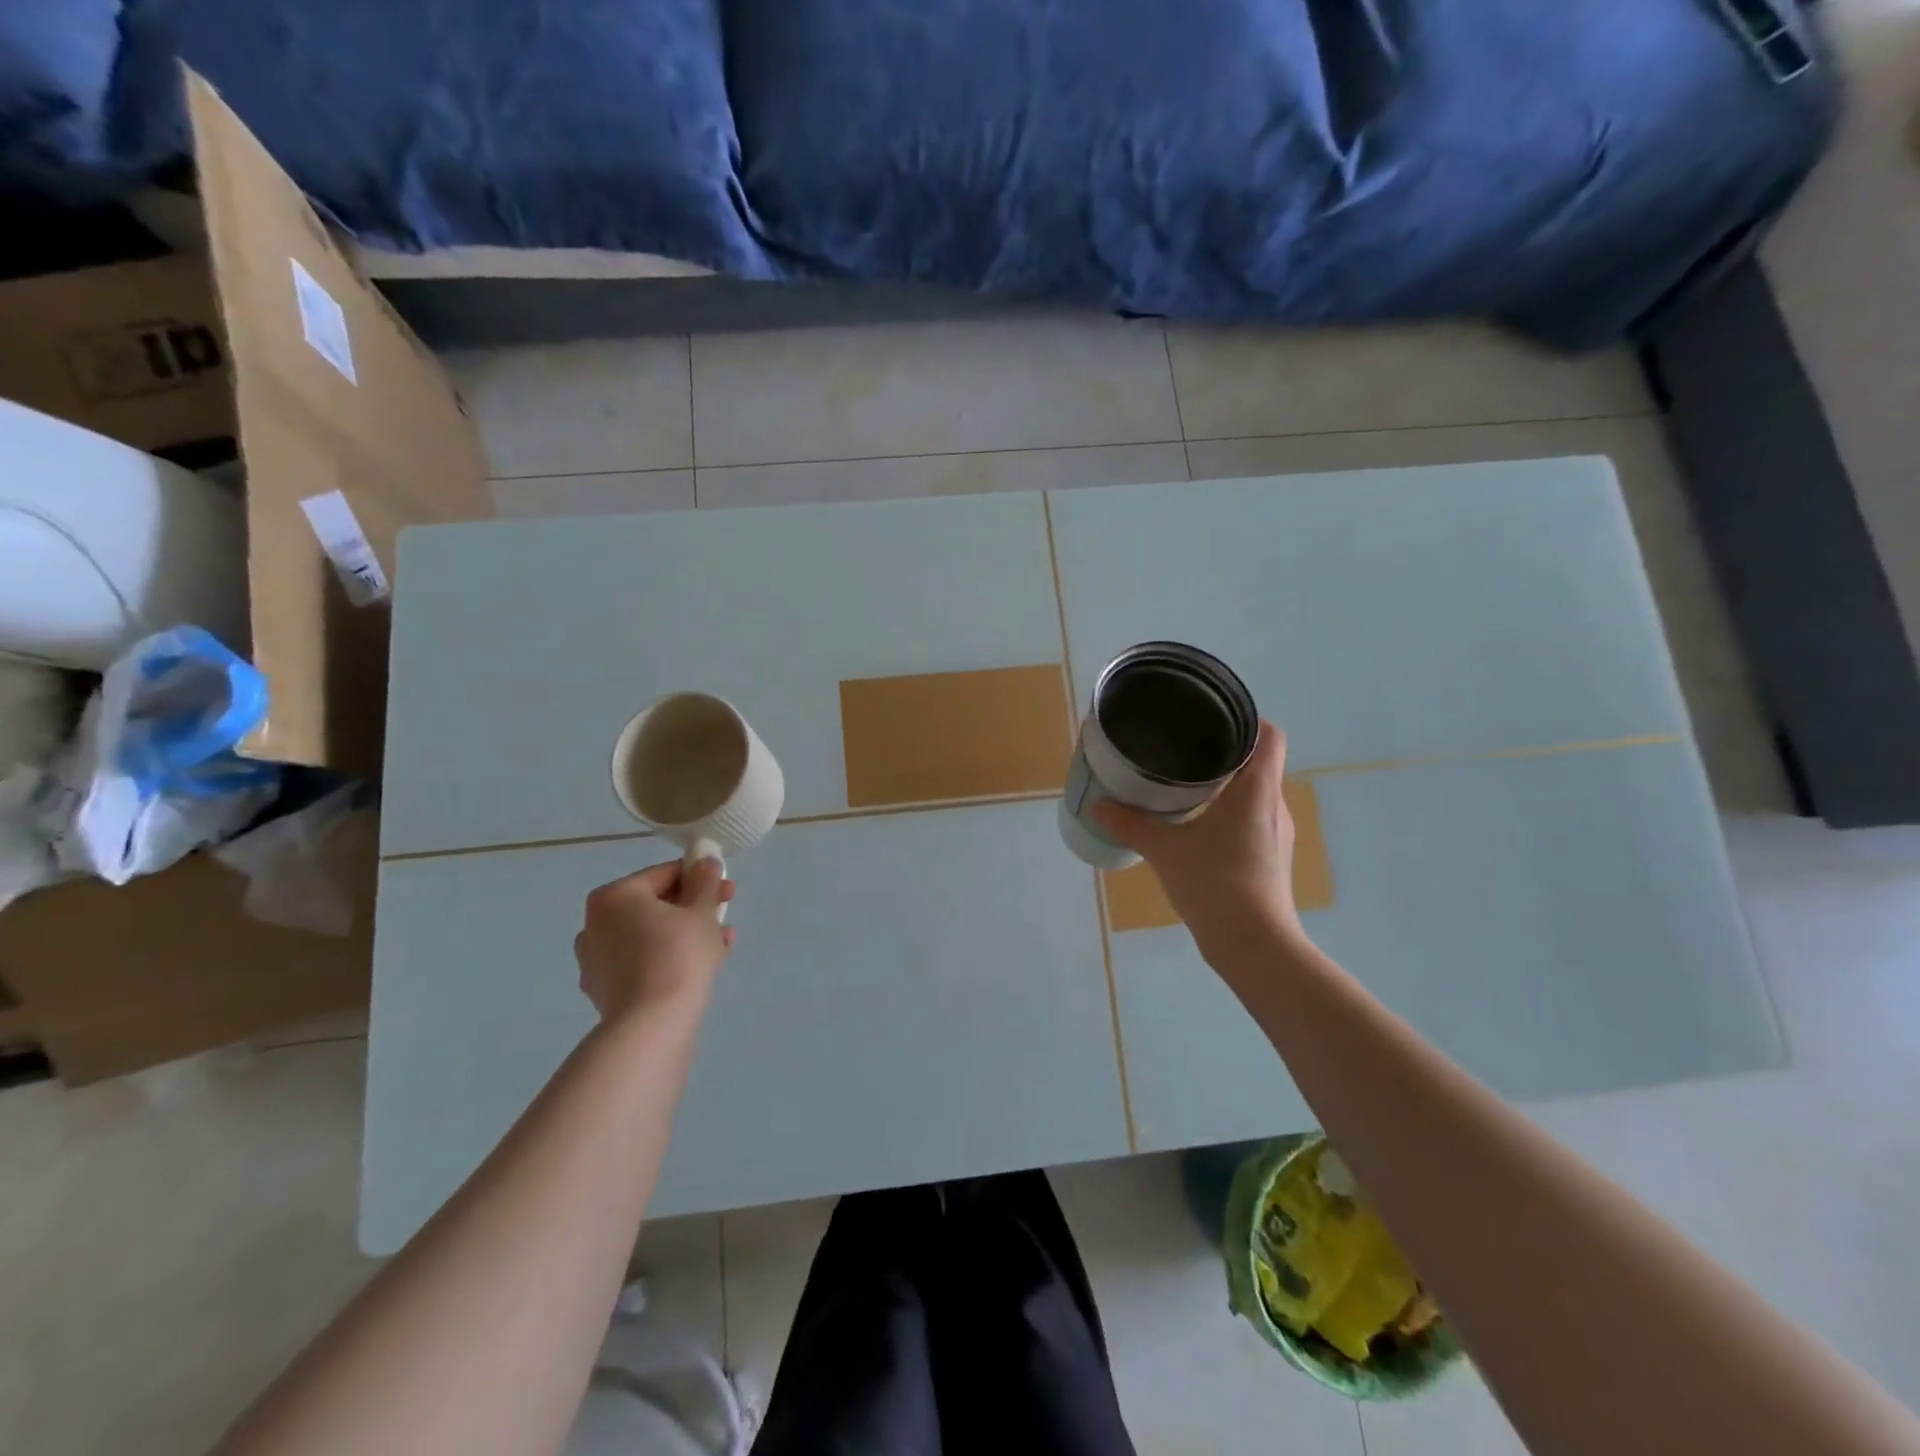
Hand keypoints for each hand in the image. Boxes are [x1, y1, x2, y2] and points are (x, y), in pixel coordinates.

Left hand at [574, 858, 735, 1023]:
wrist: (652, 1025)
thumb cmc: (678, 954)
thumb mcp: (702, 912)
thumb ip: (705, 882)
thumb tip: (705, 862)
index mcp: (614, 896)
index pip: (664, 875)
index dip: (700, 878)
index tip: (727, 889)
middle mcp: (595, 924)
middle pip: (655, 906)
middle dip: (694, 909)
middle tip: (724, 916)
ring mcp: (595, 960)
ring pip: (649, 936)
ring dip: (685, 934)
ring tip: (721, 944)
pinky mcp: (604, 990)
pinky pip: (642, 962)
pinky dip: (668, 958)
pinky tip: (700, 967)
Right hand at [1092, 721, 1303, 963]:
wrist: (1253, 944)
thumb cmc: (1215, 883)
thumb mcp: (1164, 850)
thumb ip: (1130, 824)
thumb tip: (1096, 805)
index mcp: (1257, 790)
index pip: (1269, 736)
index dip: (1247, 718)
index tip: (1213, 717)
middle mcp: (1274, 805)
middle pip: (1259, 762)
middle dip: (1225, 751)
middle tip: (1184, 746)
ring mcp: (1276, 833)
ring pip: (1254, 792)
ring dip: (1226, 784)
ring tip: (1185, 782)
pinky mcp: (1270, 857)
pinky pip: (1251, 818)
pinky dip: (1228, 811)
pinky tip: (1197, 824)